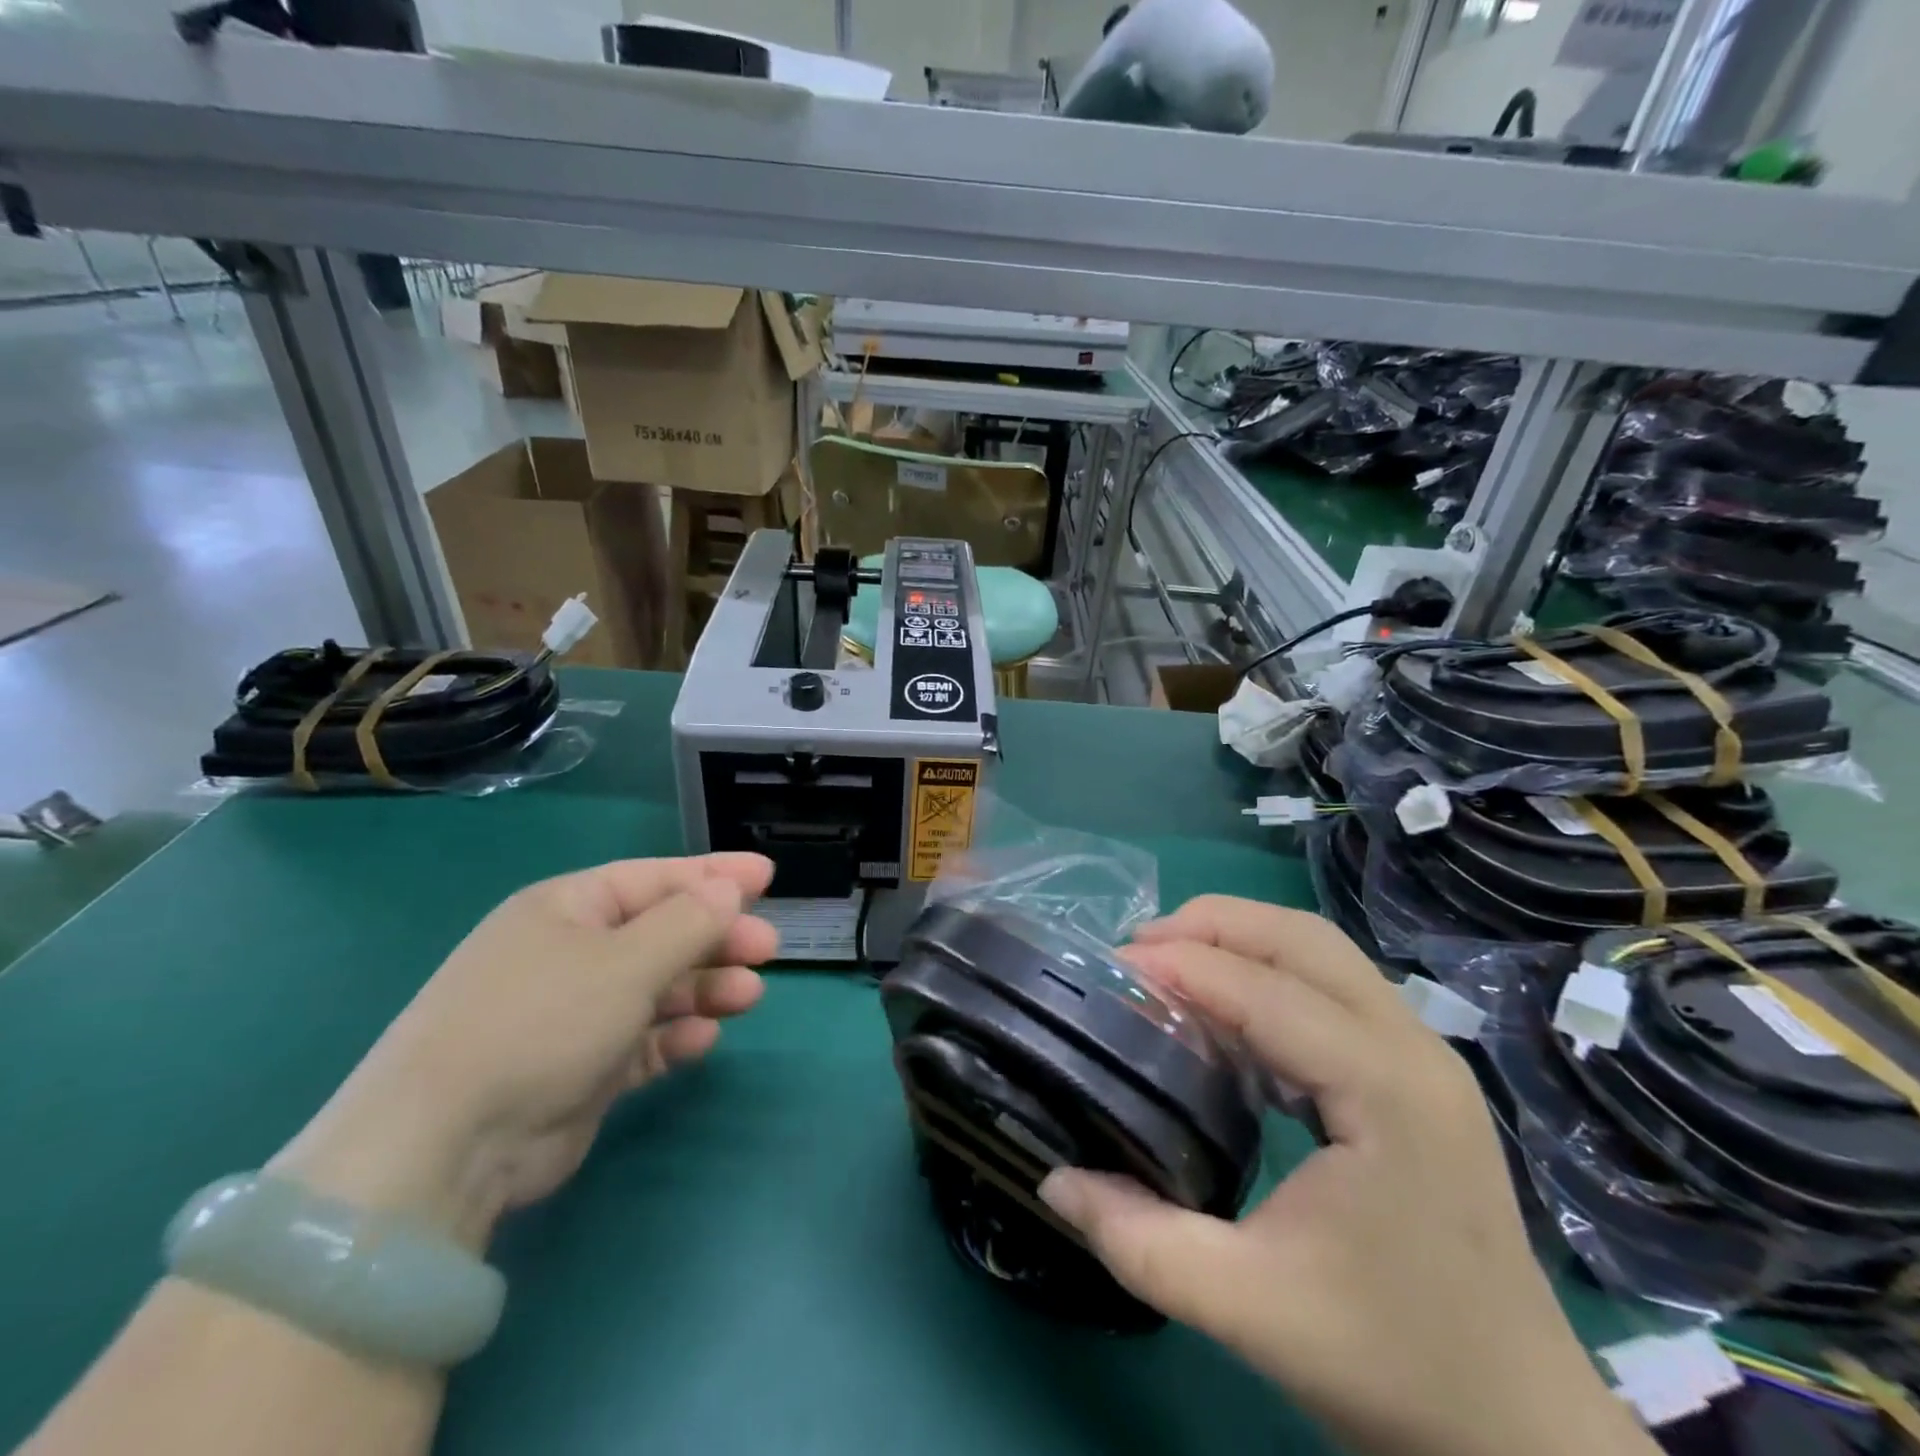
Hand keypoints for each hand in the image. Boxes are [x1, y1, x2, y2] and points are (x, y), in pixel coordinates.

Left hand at [271, 854, 778, 1251]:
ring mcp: (572, 1014)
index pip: (654, 878)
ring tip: (748, 996)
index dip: (713, 875)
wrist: (444, 1148)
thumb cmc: (542, 1021)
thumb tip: (729, 891)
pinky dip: (672, 1036)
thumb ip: (688, 922)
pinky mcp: (578, 1070)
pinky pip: (641, 1040)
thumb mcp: (625, 960)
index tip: (767, 877)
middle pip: (661, 933)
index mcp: (566, 909)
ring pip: (657, 988)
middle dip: (717, 938)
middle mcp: (569, 954)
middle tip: (767, 949)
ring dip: (704, 988)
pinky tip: (701, 1041)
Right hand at [1038, 898, 1654, 1455]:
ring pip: (1321, 953)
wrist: (1519, 1430)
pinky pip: (1331, 989)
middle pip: (1303, 938)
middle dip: (1214, 925)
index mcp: (1385, 1090)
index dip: (1183, 965)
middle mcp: (1412, 1049)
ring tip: (1170, 965)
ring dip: (1241, 941)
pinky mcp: (1413, 1075)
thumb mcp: (1248, 1309)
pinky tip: (1223, 1018)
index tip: (1113, 966)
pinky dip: (1267, 978)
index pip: (1267, 991)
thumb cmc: (1392, 1364)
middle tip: (1138, 950)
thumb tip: (1053, 1179)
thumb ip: (1139, 1240)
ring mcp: (1421, 1056)